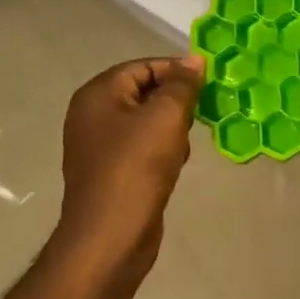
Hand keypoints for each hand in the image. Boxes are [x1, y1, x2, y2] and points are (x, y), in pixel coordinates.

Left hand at [54, 54, 204, 277]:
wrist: (110, 238)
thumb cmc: (136, 167)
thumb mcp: (166, 117)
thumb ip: (182, 85)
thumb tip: (194, 60)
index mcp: (97, 94)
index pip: (142, 67)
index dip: (176, 71)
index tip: (207, 83)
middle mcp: (92, 115)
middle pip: (143, 92)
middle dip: (174, 102)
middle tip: (200, 114)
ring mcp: (98, 146)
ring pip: (145, 122)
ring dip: (170, 128)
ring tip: (185, 144)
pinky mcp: (110, 172)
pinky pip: (141, 148)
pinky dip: (160, 151)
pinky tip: (174, 165)